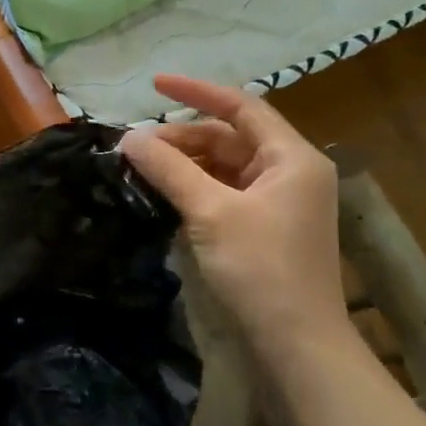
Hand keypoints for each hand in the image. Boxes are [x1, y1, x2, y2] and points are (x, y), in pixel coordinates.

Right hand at [120, 73, 349, 359]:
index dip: (196, 92)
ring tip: (142, 168)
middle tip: (135, 147)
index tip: (153, 85)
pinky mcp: (265, 227)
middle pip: (230, 138)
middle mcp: (290, 172)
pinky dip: (195, 187)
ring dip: (185, 164)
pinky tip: (164, 194)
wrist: (296, 341)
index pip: (242, 107)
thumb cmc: (260, 268)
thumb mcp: (210, 212)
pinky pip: (225, 192)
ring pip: (225, 166)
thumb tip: (128, 138)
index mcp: (292, 158)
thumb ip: (169, 169)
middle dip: (182, 138)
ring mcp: (279, 201)